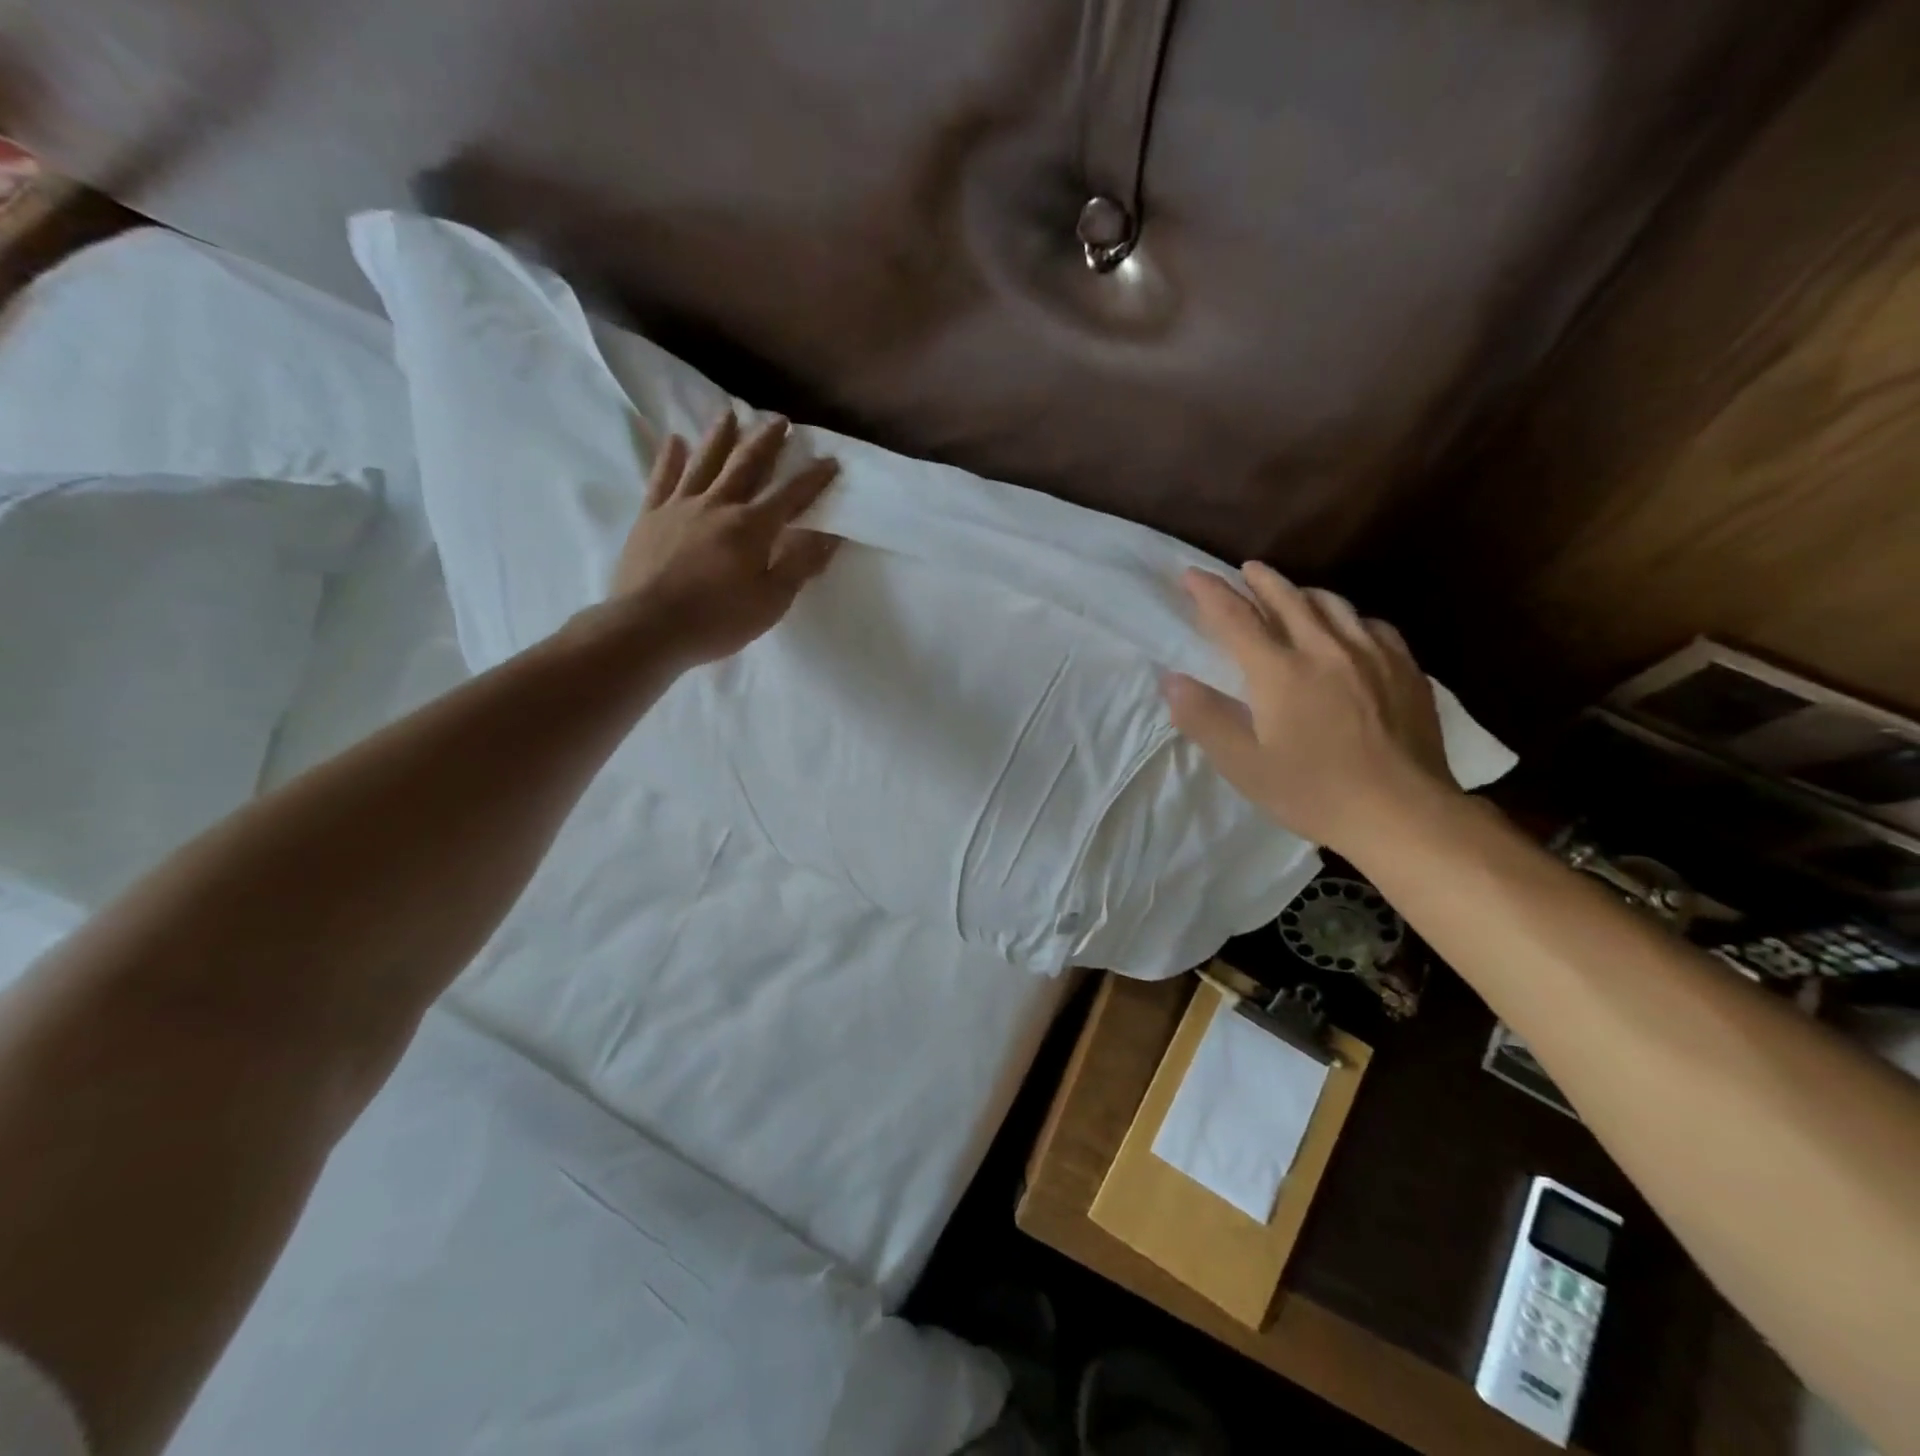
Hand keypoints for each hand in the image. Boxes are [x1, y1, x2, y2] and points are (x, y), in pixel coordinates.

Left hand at [609, 412, 840, 668]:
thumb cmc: (718, 621)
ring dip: (720, 436)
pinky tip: (675, 440)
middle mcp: (718, 505)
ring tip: (730, 413)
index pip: (790, 495)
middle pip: (746, 464)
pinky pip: (662, 479)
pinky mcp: (650, 517)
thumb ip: (800, 565)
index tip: (830, 460)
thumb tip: (830, 535)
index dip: (813, 477)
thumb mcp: (771, 601)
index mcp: (752, 527)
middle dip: (767, 442)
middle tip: (780, 420)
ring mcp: (680, 507)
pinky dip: (670, 457)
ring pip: (704, 461)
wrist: (648, 628)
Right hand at [1161, 563, 1457, 857]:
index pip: (1236, 618)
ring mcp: (1371, 655)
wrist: (1404, 813)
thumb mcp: (1244, 765)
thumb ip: (1205, 718)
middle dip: (1261, 581)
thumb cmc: (1314, 792)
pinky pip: (1372, 625)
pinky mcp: (1405, 669)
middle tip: (1245, 570)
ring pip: (1333, 605)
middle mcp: (1325, 649)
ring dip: (1303, 592)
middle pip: (1287, 599)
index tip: (1192, 575)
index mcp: (1280, 671)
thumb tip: (1172, 680)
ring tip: (1292, 593)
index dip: (1210, 593)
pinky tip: (1349, 629)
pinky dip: (1348, 617)